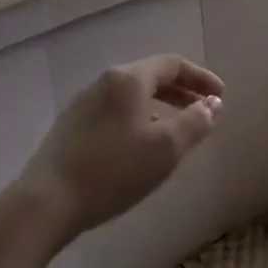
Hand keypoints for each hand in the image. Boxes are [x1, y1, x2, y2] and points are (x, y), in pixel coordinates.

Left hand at [14, 55, 223, 245]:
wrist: (46, 203)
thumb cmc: (113, 170)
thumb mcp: (166, 148)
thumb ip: (195, 122)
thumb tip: (212, 104)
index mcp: (128, 79)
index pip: (172, 64)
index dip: (201, 78)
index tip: (221, 96)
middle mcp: (104, 82)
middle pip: (151, 76)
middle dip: (182, 91)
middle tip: (204, 111)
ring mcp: (84, 104)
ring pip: (132, 96)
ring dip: (161, 107)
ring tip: (178, 131)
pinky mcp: (71, 128)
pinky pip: (116, 112)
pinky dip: (140, 119)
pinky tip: (143, 147)